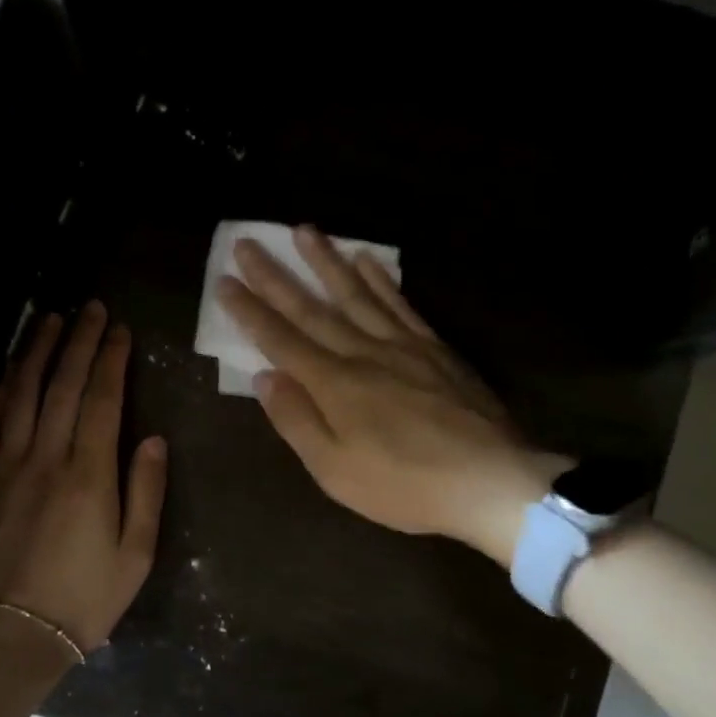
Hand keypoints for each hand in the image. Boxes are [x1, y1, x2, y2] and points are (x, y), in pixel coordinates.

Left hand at [0, 303, 167, 652]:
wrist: (11, 635)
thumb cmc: (84, 599)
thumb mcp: (136, 555)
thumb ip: (146, 491)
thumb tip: (152, 437)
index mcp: (88, 475)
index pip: (101, 399)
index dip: (111, 359)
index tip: (120, 329)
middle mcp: (44, 458)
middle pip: (61, 384)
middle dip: (78, 341)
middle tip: (90, 308)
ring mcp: (4, 465)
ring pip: (20, 393)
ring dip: (36, 351)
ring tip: (50, 319)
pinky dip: (0, 389)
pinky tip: (9, 369)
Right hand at [218, 227, 561, 564]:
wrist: (491, 482)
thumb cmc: (405, 486)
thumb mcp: (336, 471)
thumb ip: (297, 421)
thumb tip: (265, 377)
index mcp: (334, 384)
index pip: (280, 339)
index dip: (249, 310)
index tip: (224, 281)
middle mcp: (363, 352)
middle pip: (312, 308)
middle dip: (275, 276)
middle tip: (248, 243)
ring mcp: (402, 345)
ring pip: (356, 294)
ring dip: (326, 262)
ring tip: (304, 230)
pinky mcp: (435, 349)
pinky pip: (401, 304)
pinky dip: (381, 280)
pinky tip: (367, 259)